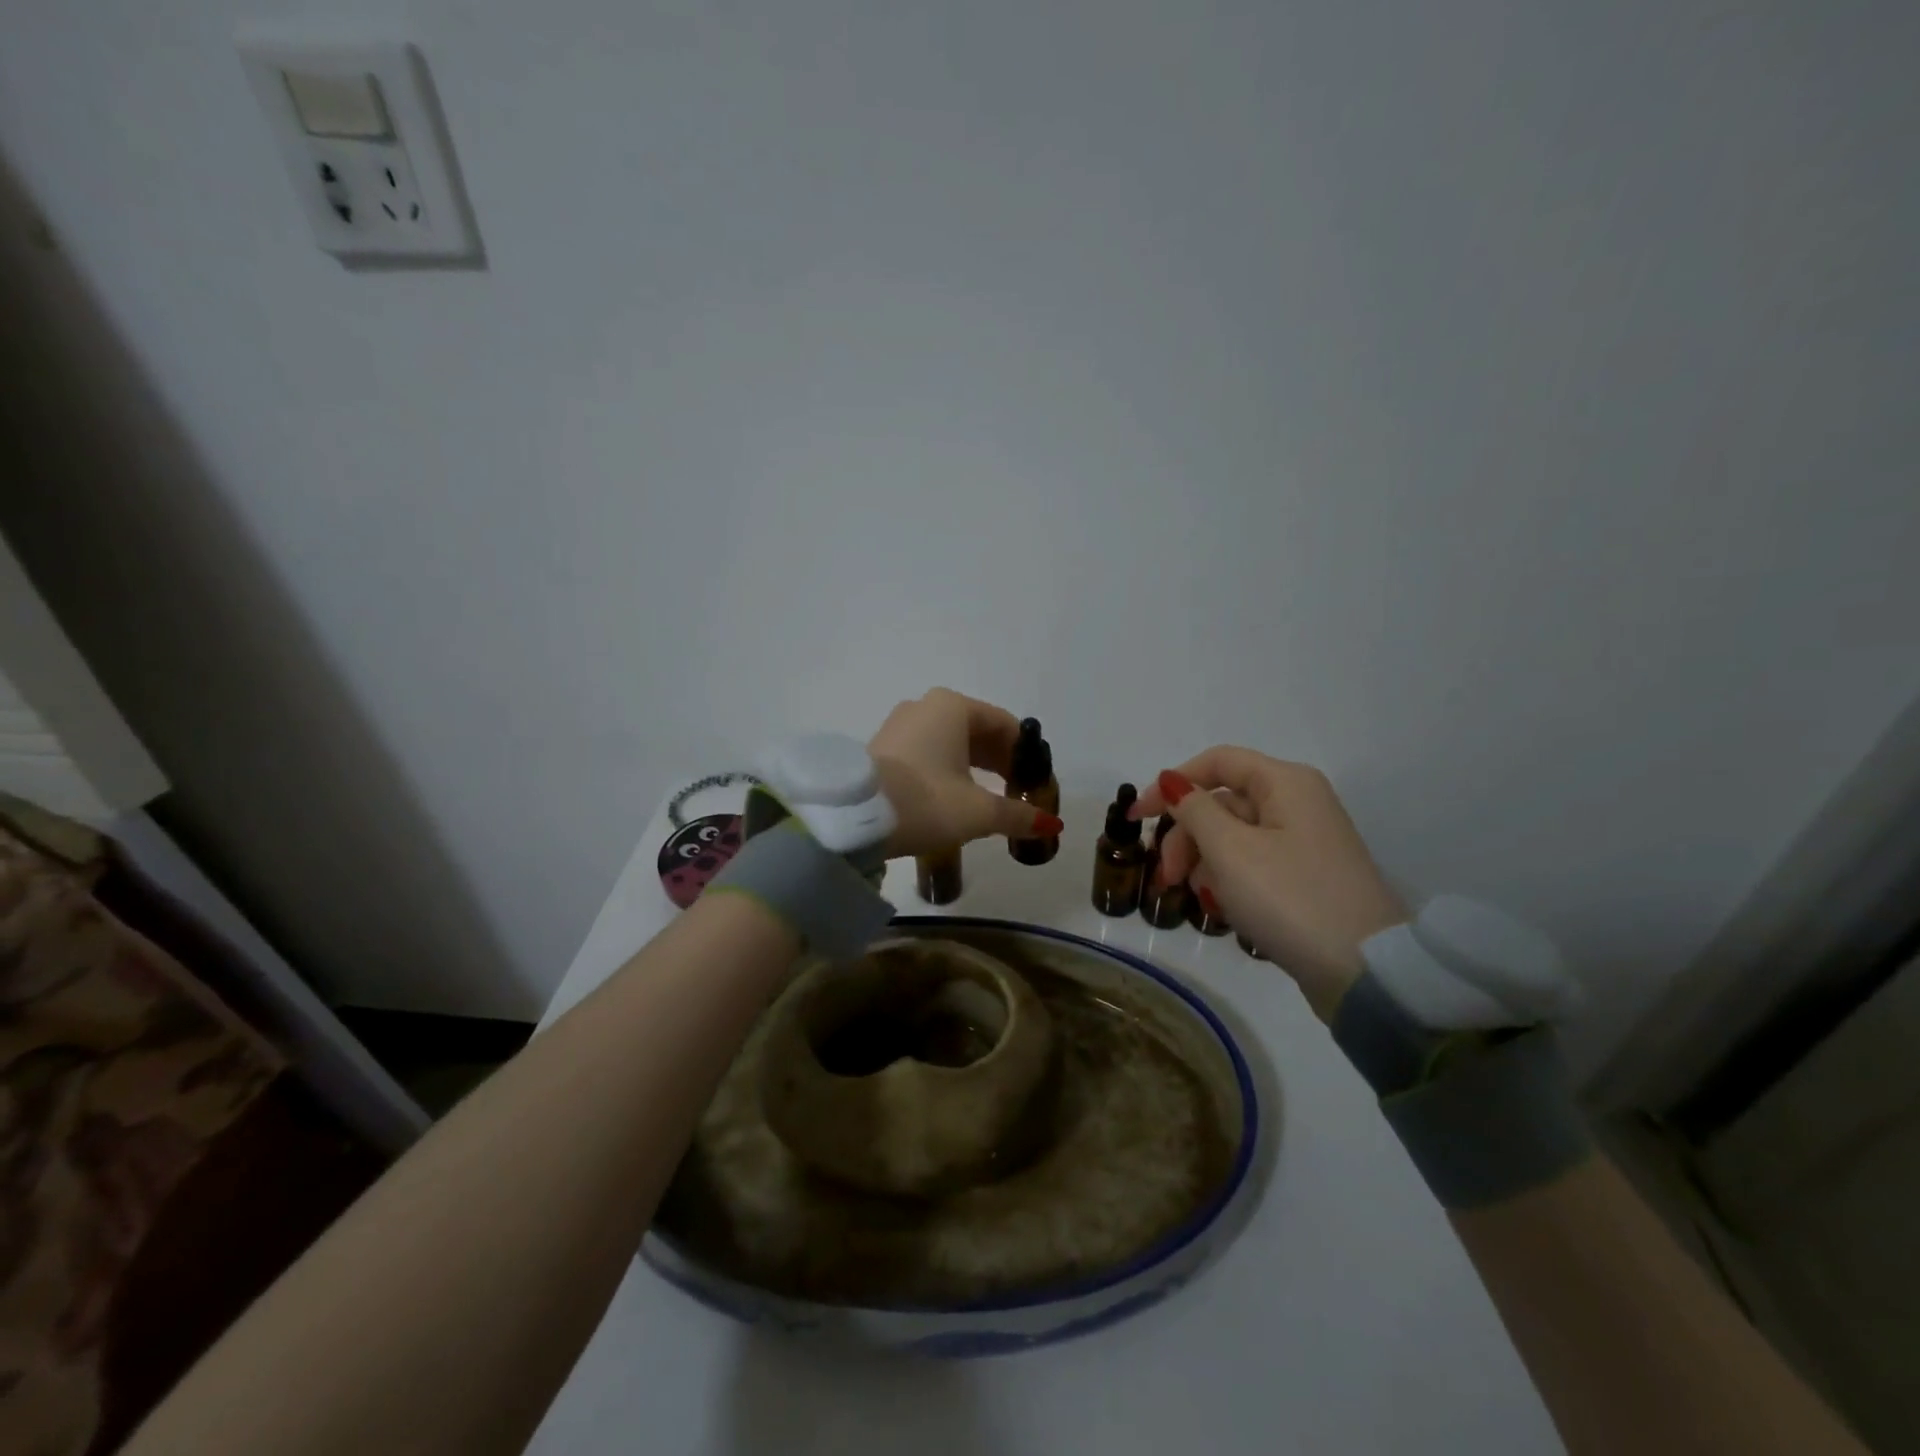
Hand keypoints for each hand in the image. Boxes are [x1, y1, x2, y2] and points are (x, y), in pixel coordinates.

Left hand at [868, 689, 1063, 858]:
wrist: (854, 818)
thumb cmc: (925, 802)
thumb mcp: (978, 812)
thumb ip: (1018, 815)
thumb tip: (1053, 825)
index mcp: (953, 707)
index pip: (1005, 725)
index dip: (1025, 755)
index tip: (1035, 785)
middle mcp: (926, 706)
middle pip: (978, 731)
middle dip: (1000, 762)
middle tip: (1016, 794)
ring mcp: (900, 725)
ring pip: (951, 741)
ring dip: (974, 767)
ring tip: (988, 800)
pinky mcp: (883, 747)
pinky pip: (928, 751)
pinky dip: (947, 769)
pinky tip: (952, 797)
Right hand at [1133, 747, 1405, 1020]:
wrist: (1364, 971)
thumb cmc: (1290, 897)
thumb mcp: (1230, 850)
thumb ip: (1194, 810)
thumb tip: (1172, 781)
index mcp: (1285, 783)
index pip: (1216, 762)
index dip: (1171, 783)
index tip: (1136, 817)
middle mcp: (1297, 803)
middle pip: (1221, 802)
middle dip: (1186, 836)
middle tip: (1167, 876)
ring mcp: (1303, 842)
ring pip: (1233, 836)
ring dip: (1203, 862)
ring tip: (1195, 898)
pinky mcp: (1304, 876)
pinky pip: (1252, 864)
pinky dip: (1228, 879)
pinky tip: (1219, 907)